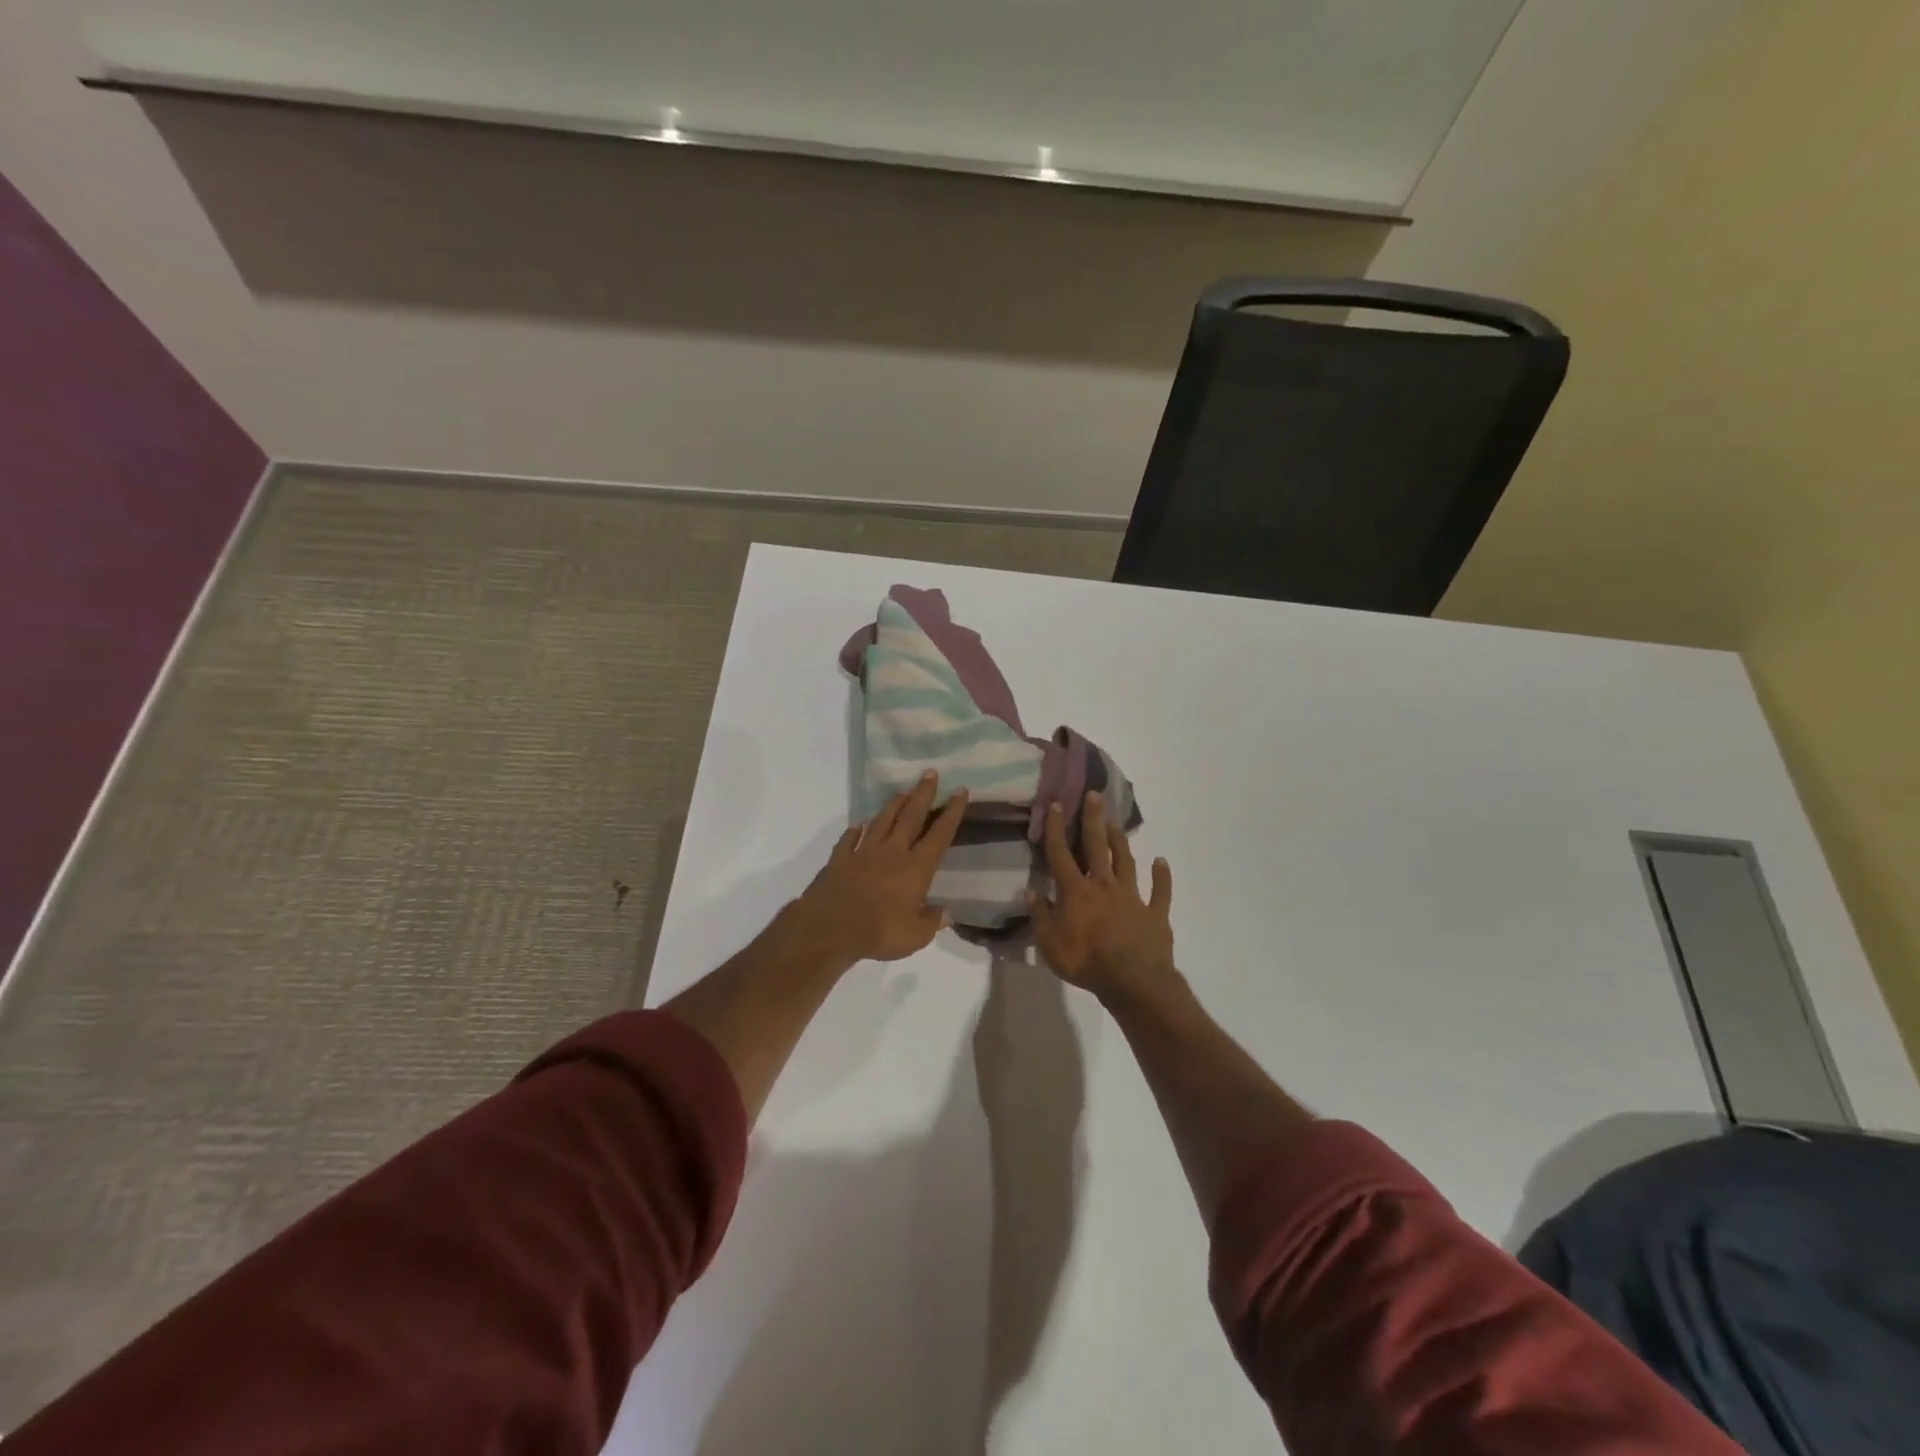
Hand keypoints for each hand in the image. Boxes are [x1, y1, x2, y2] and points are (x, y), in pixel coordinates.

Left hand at [793, 773, 967, 964]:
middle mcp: (892, 852)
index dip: (952, 813)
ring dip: (893, 805)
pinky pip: (849, 840)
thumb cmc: (879, 932)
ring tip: (902, 790)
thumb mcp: (915, 936)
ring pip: (881, 822)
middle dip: (923, 794)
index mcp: (916, 868)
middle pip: (911, 817)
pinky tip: (858, 825)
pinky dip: (854, 831)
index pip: (939, 835)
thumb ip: (931, 922)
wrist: (830, 928)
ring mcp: (863, 853)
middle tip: (930, 773)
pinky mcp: (839, 860)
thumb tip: (945, 914)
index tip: (960, 791)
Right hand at [1029, 792, 1173, 1001]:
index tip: (1055, 803)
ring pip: (1125, 862)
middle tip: (1095, 795)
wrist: (1133, 981)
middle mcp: (1103, 885)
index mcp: (1076, 891)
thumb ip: (1040, 915)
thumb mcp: (1049, 943)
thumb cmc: (1085, 962)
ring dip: (1120, 841)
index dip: (1055, 828)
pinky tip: (1161, 862)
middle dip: (1093, 819)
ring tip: (1116, 823)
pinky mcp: (1155, 913)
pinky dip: (1162, 876)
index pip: (1060, 853)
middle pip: (1096, 846)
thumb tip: (1030, 890)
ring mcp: (1132, 897)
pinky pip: (1160, 891)